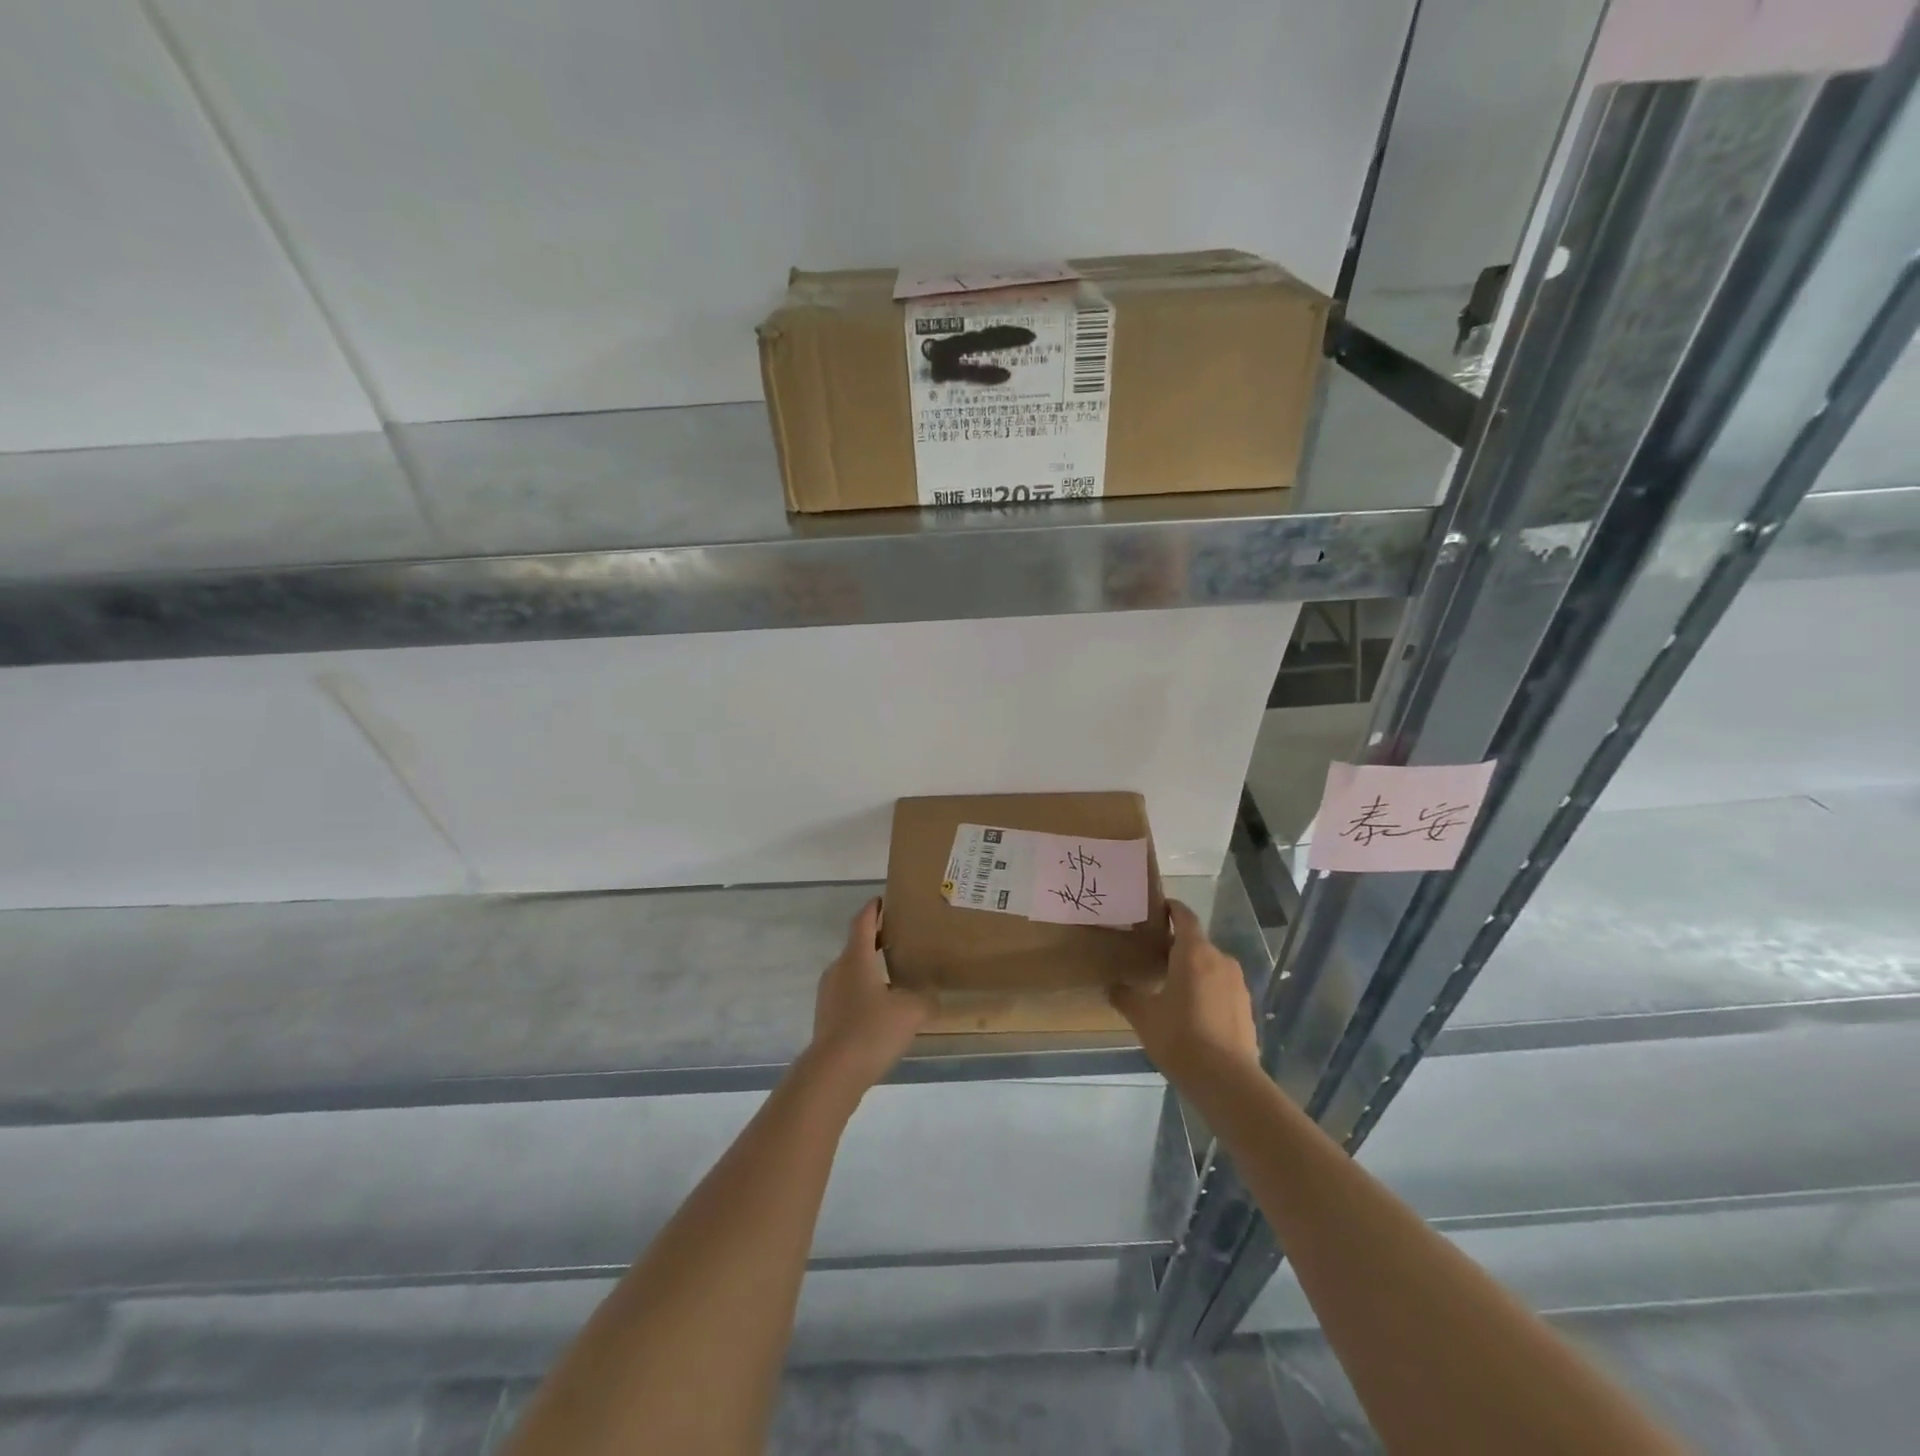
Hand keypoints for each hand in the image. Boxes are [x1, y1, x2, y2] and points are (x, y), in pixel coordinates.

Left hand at [806, 898, 933, 1097]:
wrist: (833, 1073)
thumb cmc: (871, 1030)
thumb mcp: (911, 1011)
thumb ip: (926, 998)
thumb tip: (933, 995)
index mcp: (855, 957)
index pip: (863, 920)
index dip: (874, 908)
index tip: (886, 899)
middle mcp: (838, 969)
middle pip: (856, 944)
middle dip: (876, 938)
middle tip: (901, 937)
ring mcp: (828, 994)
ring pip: (852, 970)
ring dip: (871, 966)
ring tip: (895, 972)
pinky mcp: (827, 1016)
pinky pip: (848, 992)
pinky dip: (865, 990)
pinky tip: (882, 1007)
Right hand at [1110, 900, 1259, 1085]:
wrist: (1227, 1081)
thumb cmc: (1180, 1037)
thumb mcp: (1143, 1016)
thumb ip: (1126, 996)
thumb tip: (1112, 987)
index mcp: (1195, 953)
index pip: (1185, 917)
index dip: (1172, 909)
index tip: (1158, 908)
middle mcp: (1220, 960)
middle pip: (1197, 943)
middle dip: (1177, 946)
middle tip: (1154, 955)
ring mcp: (1238, 985)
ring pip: (1211, 966)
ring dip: (1193, 970)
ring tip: (1172, 986)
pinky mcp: (1246, 1008)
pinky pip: (1222, 988)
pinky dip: (1207, 991)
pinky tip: (1192, 1012)